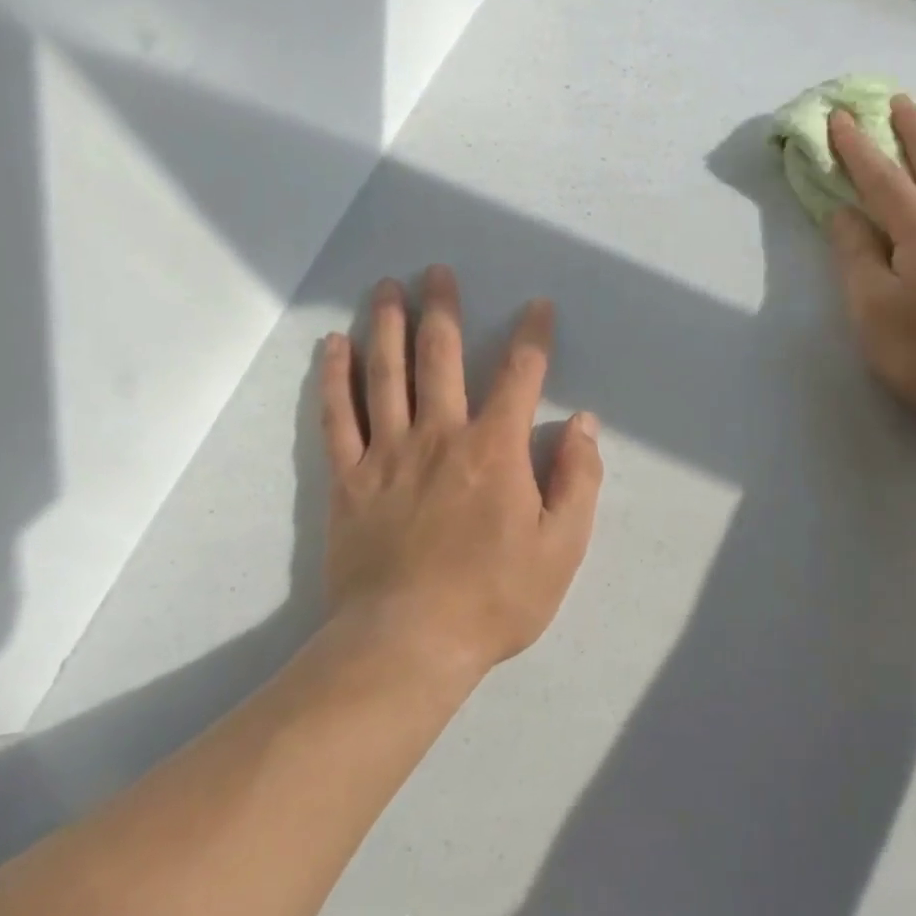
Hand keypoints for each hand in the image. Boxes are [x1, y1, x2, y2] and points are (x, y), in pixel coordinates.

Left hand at [320, 266, 603, 671]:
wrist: (407, 643)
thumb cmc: (494, 599)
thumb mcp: (562, 548)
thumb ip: (577, 480)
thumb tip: (582, 424)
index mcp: (496, 450)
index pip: (520, 376)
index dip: (533, 336)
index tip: (537, 307)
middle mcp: (440, 435)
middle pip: (441, 356)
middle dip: (443, 309)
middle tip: (437, 271)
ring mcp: (388, 453)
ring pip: (386, 373)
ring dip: (388, 324)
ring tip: (386, 287)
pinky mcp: (348, 479)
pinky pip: (338, 416)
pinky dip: (335, 377)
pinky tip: (334, 345)